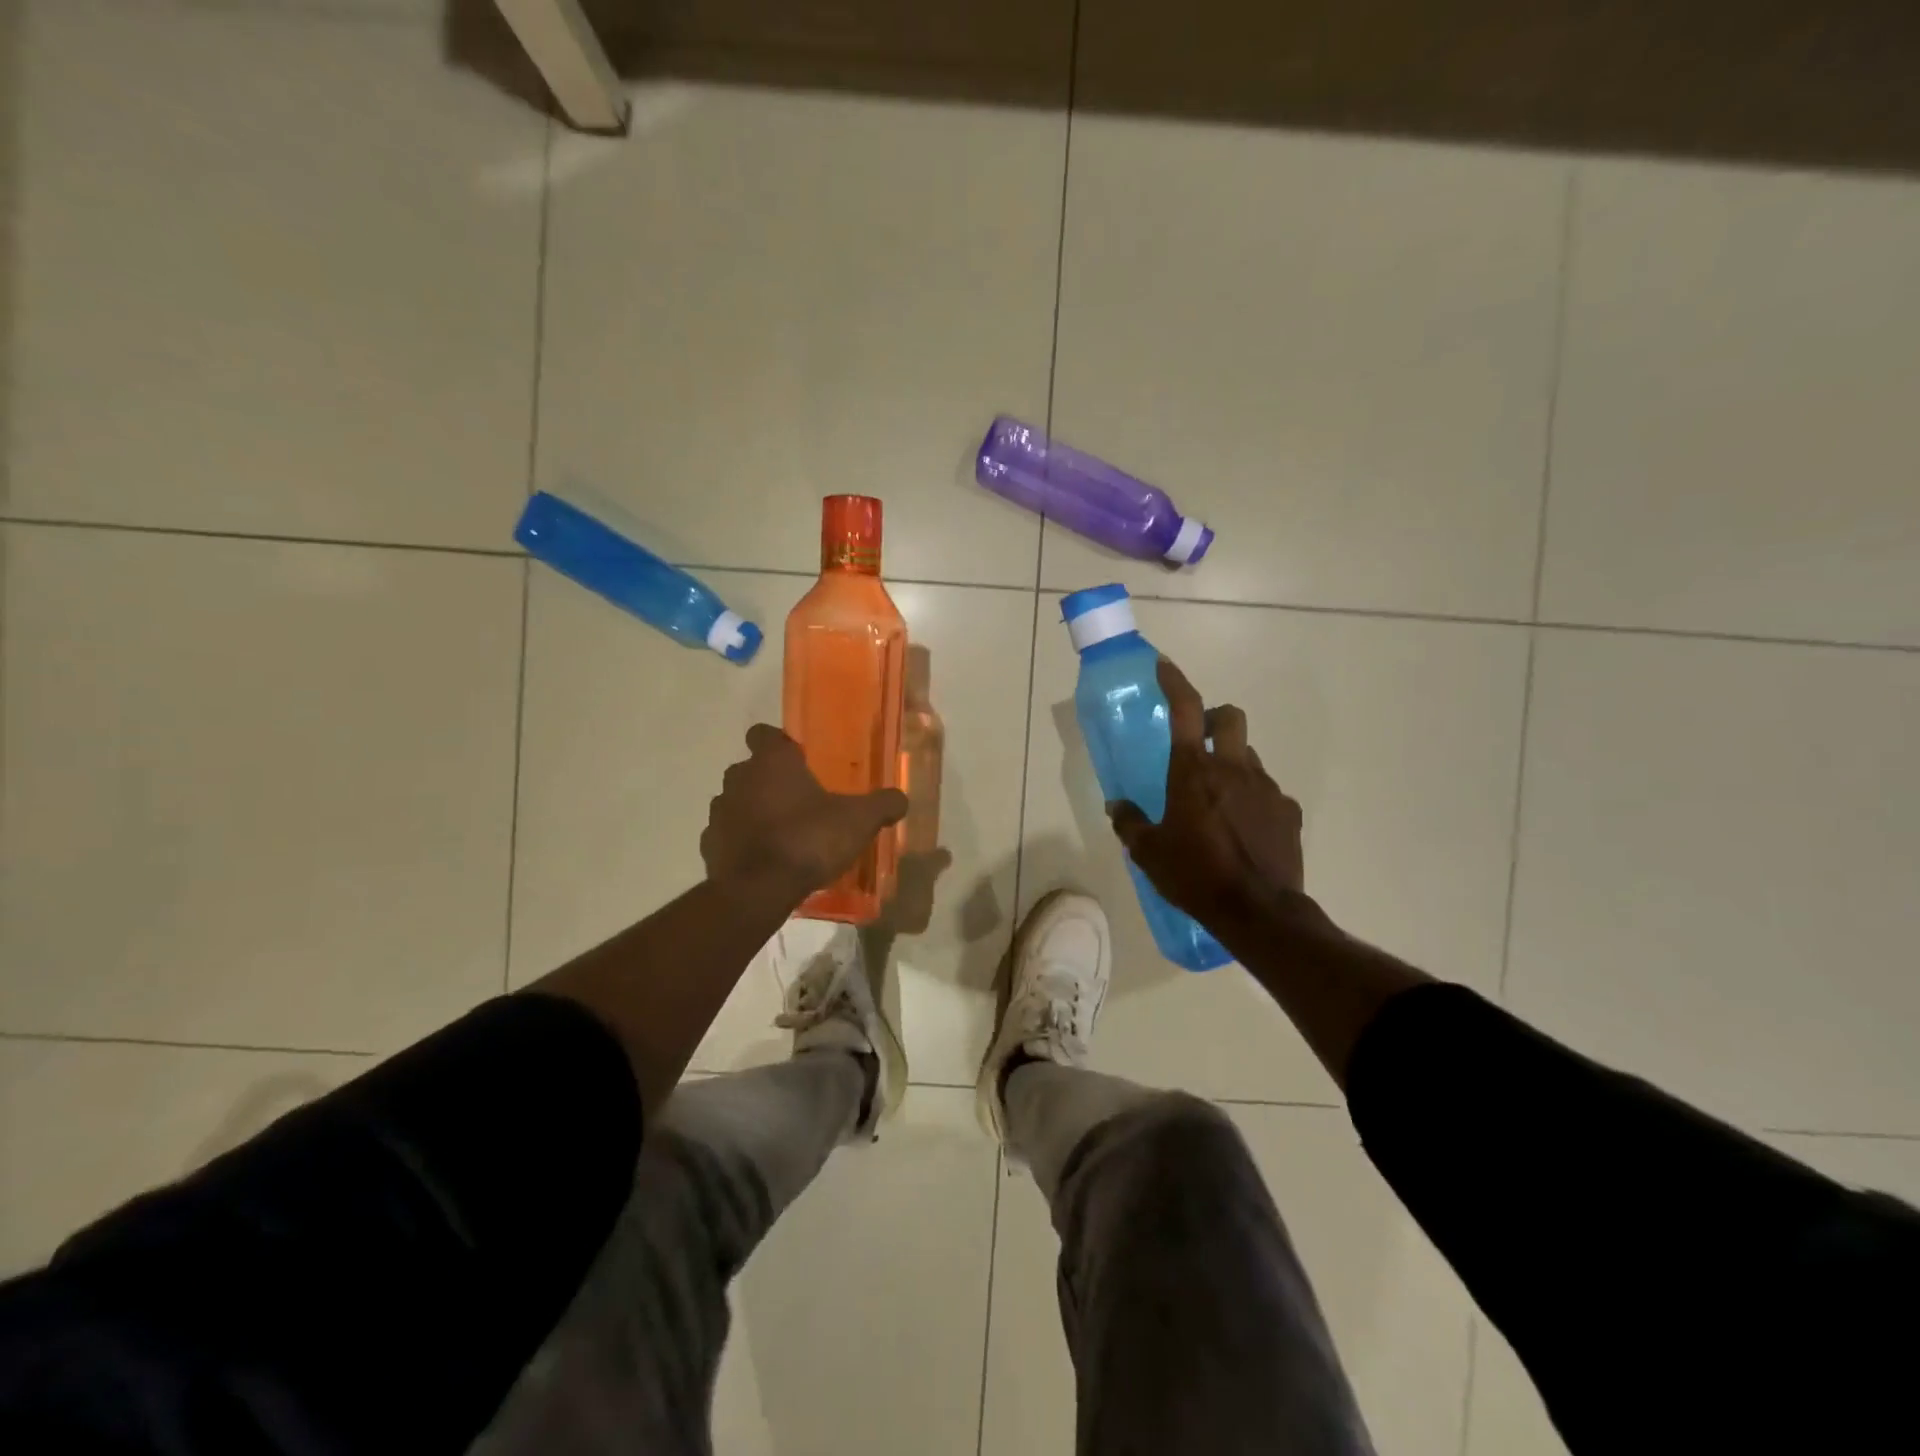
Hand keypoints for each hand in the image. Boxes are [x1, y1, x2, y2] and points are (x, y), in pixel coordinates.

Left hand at [702, 725, 908, 904]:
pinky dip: (740, 842)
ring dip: (753, 810)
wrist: (759, 890)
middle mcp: (739, 778)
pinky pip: (726, 835)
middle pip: (750, 769)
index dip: (779, 743)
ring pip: (736, 801)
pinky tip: (763, 858)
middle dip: (769, 780)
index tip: (798, 759)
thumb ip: (882, 805)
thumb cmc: (809, 839)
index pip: (764, 733)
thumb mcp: (859, 821)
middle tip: (799, 800)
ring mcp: (719, 812)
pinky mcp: (708, 845)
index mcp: (772, 762)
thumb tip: (901, 798)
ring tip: (781, 832)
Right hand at [1107, 658, 1307, 930]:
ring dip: (1232, 763)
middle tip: (1199, 741)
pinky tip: (1243, 829)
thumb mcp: (1149, 852)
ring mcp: (1267, 788)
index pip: (1186, 709)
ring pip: (1249, 756)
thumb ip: (1130, 823)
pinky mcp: (1288, 812)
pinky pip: (1268, 792)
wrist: (1258, 912)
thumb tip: (1117, 806)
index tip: (1165, 667)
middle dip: (1215, 718)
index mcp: (1193, 771)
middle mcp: (1233, 768)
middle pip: (1230, 717)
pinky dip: (1252, 799)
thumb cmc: (1195, 874)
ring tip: (1218, 799)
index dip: (1175, 682)